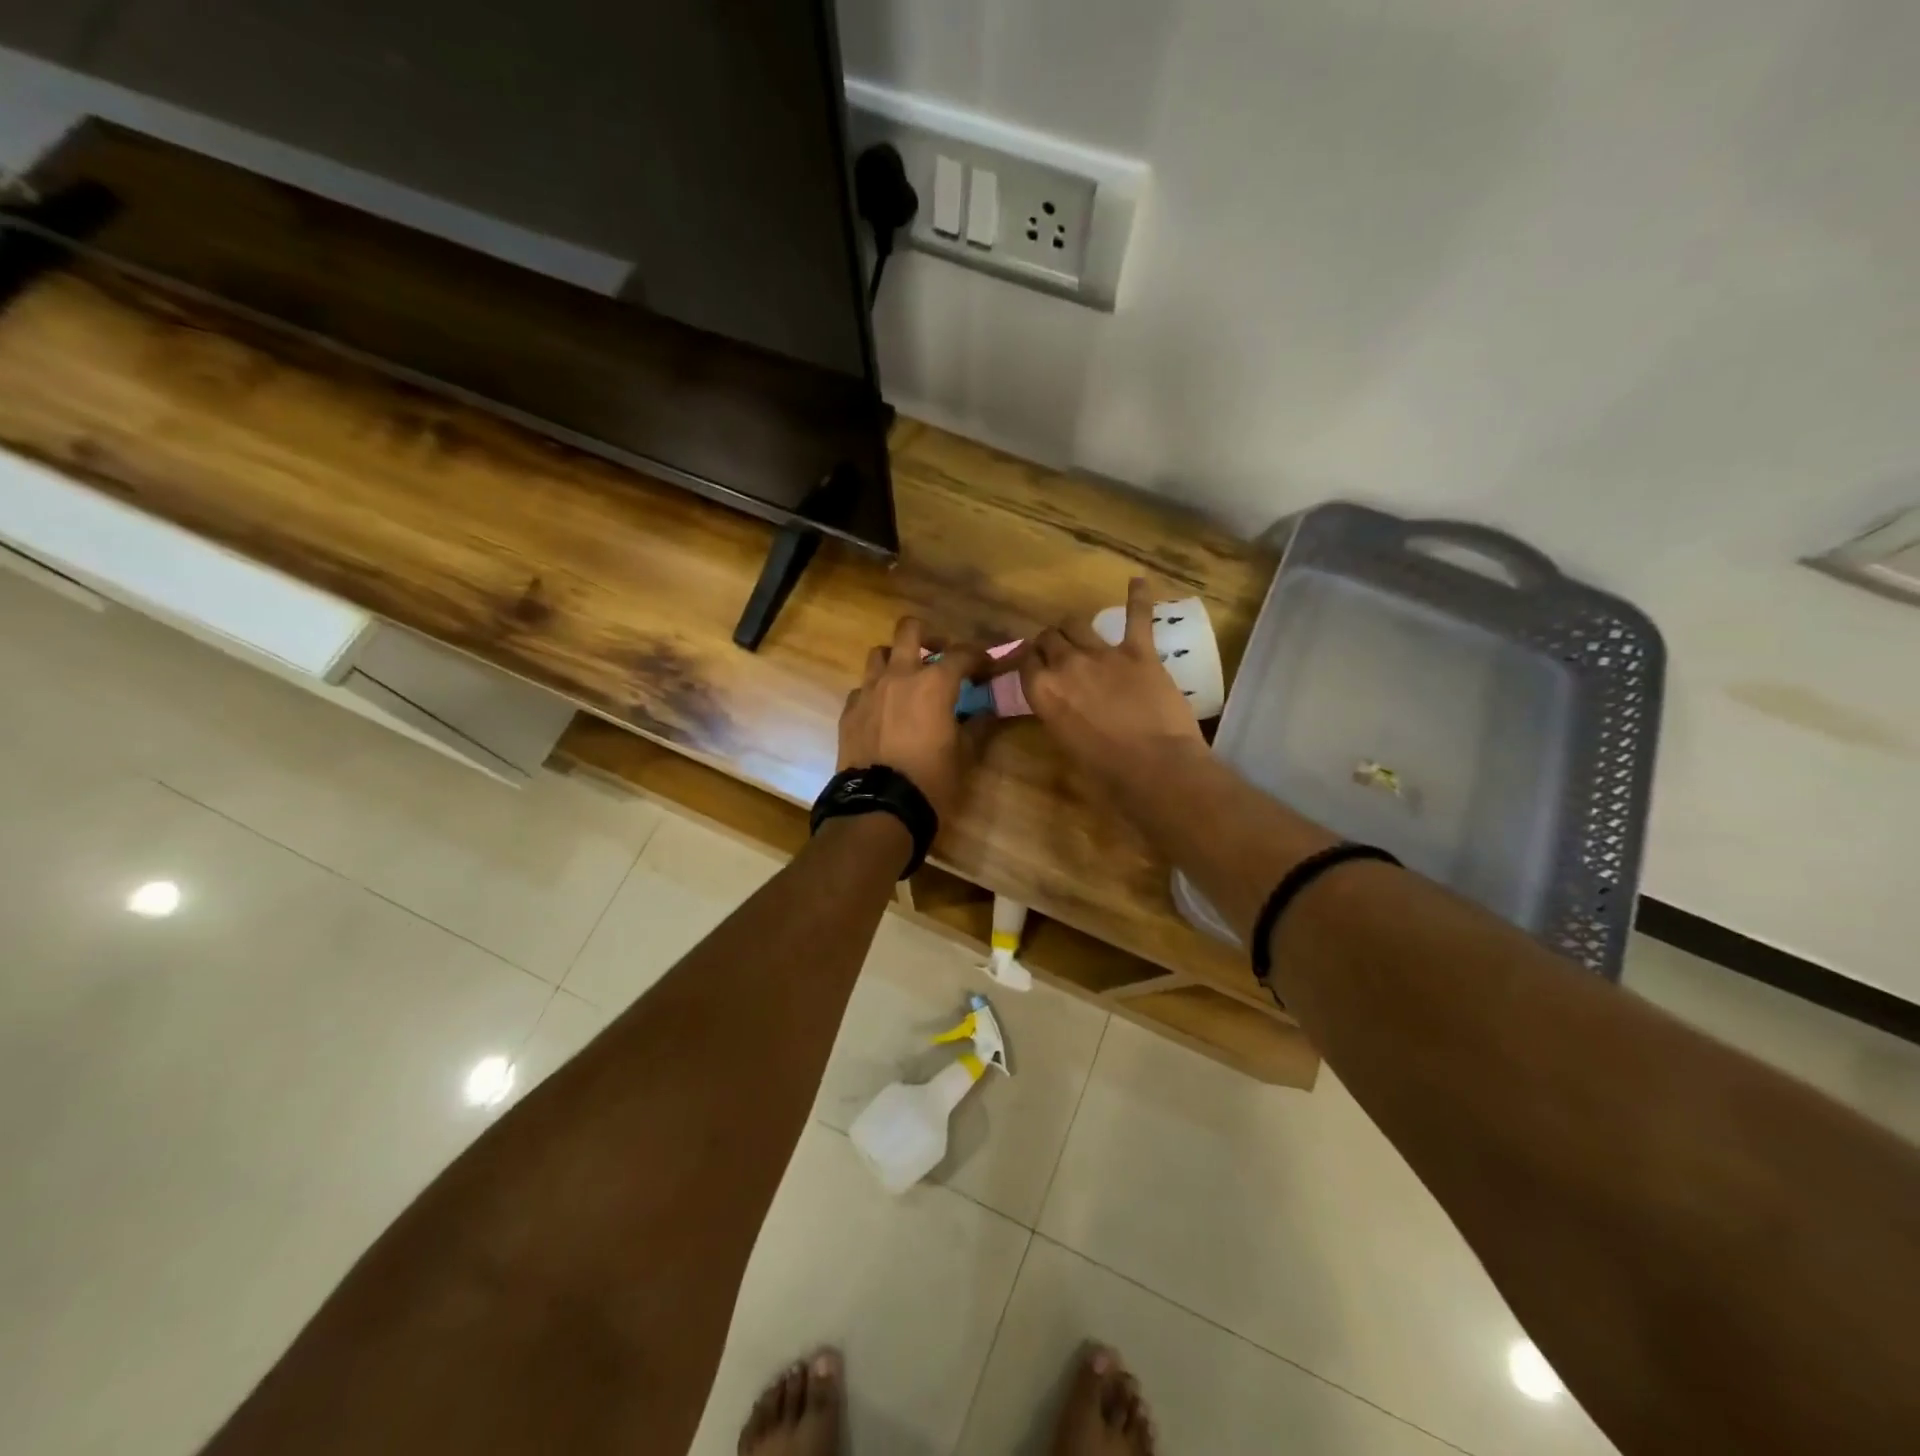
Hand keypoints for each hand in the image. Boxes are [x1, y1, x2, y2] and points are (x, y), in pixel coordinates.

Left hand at [839, 617, 989, 823]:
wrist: (879, 806)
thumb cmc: (931, 780)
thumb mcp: (964, 756)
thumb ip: (977, 727)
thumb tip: (985, 713)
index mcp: (934, 683)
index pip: (962, 654)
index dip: (979, 657)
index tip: (987, 668)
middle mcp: (899, 675)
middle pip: (909, 630)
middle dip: (928, 636)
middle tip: (939, 655)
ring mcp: (869, 690)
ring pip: (879, 653)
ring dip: (896, 658)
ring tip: (906, 679)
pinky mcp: (850, 710)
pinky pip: (863, 687)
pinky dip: (876, 691)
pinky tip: (884, 710)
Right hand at [1019, 577, 1204, 789]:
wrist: (1155, 766)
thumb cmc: (1106, 771)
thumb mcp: (1066, 744)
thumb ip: (1057, 714)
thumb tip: (1060, 704)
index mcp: (1043, 693)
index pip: (1026, 662)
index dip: (1030, 662)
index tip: (1035, 666)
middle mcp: (1066, 665)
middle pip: (1049, 638)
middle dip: (1049, 642)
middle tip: (1056, 652)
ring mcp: (1103, 654)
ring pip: (1077, 623)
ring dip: (1074, 627)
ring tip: (1078, 631)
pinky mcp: (1138, 651)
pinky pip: (1137, 616)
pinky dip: (1138, 597)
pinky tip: (1138, 580)